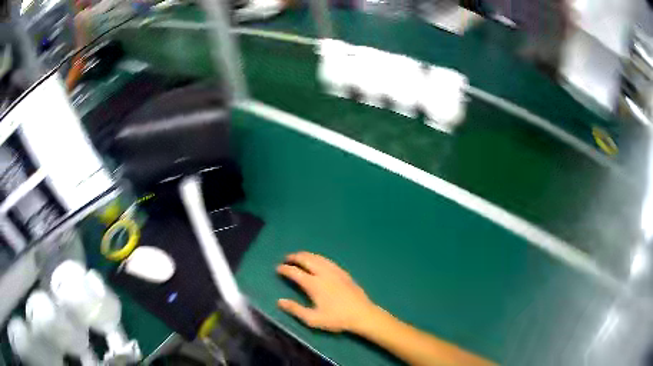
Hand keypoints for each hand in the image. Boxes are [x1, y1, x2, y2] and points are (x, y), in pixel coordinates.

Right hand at [276, 252, 374, 332]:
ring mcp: (335, 271)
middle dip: (295, 257)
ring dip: (306, 255)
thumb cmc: (337, 319)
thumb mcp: (313, 319)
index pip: (295, 272)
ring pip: (317, 257)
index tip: (278, 268)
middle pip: (306, 259)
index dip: (285, 269)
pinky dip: (317, 257)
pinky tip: (317, 261)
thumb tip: (279, 301)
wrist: (362, 314)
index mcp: (314, 284)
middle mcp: (323, 273)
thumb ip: (295, 309)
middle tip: (287, 258)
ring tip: (299, 257)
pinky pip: (327, 260)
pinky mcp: (343, 272)